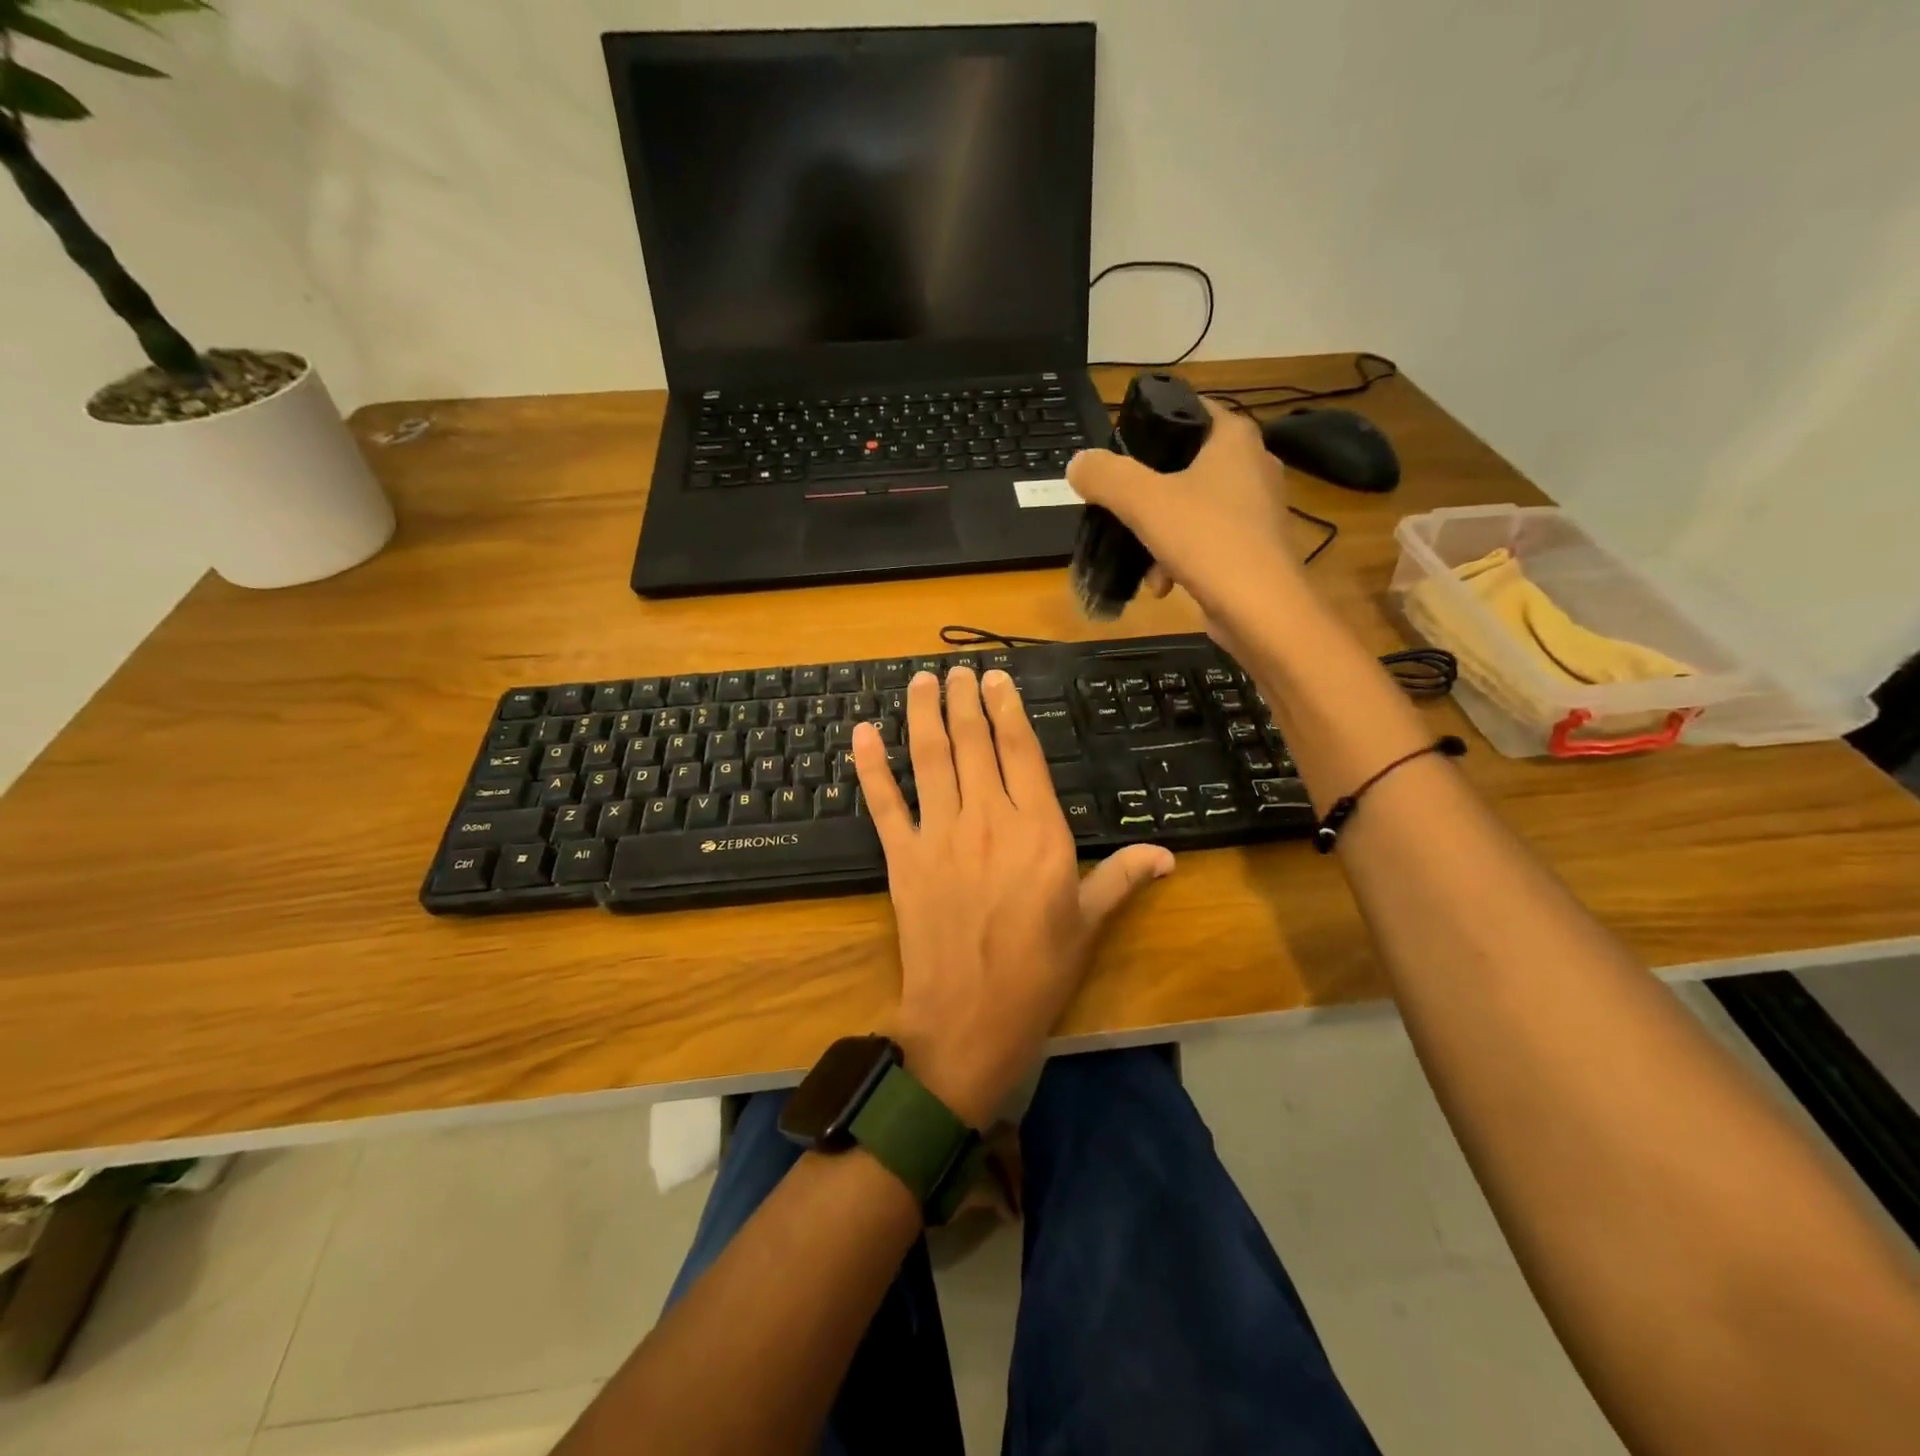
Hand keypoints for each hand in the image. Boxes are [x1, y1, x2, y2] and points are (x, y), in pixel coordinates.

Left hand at [852, 668, 1173, 1125]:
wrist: (970, 1016)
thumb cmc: (1038, 970)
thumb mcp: (1089, 922)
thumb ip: (1123, 877)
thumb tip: (1168, 854)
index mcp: (1038, 829)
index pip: (1022, 751)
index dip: (1008, 709)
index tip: (997, 679)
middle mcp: (988, 818)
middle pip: (973, 743)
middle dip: (965, 700)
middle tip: (959, 669)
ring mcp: (940, 834)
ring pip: (929, 758)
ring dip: (923, 714)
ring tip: (922, 681)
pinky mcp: (903, 856)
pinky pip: (884, 802)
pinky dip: (870, 766)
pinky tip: (863, 732)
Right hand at [1066, 399, 1305, 647]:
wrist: (1262, 611)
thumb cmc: (1208, 540)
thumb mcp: (1143, 501)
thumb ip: (1106, 476)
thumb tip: (1078, 464)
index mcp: (1235, 439)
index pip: (1190, 410)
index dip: (1152, 425)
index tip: (1120, 453)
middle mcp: (1253, 466)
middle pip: (1184, 466)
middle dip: (1148, 495)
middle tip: (1122, 511)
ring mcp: (1257, 510)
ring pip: (1191, 510)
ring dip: (1159, 536)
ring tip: (1145, 565)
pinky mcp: (1254, 549)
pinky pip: (1206, 543)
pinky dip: (1180, 560)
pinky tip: (1164, 586)